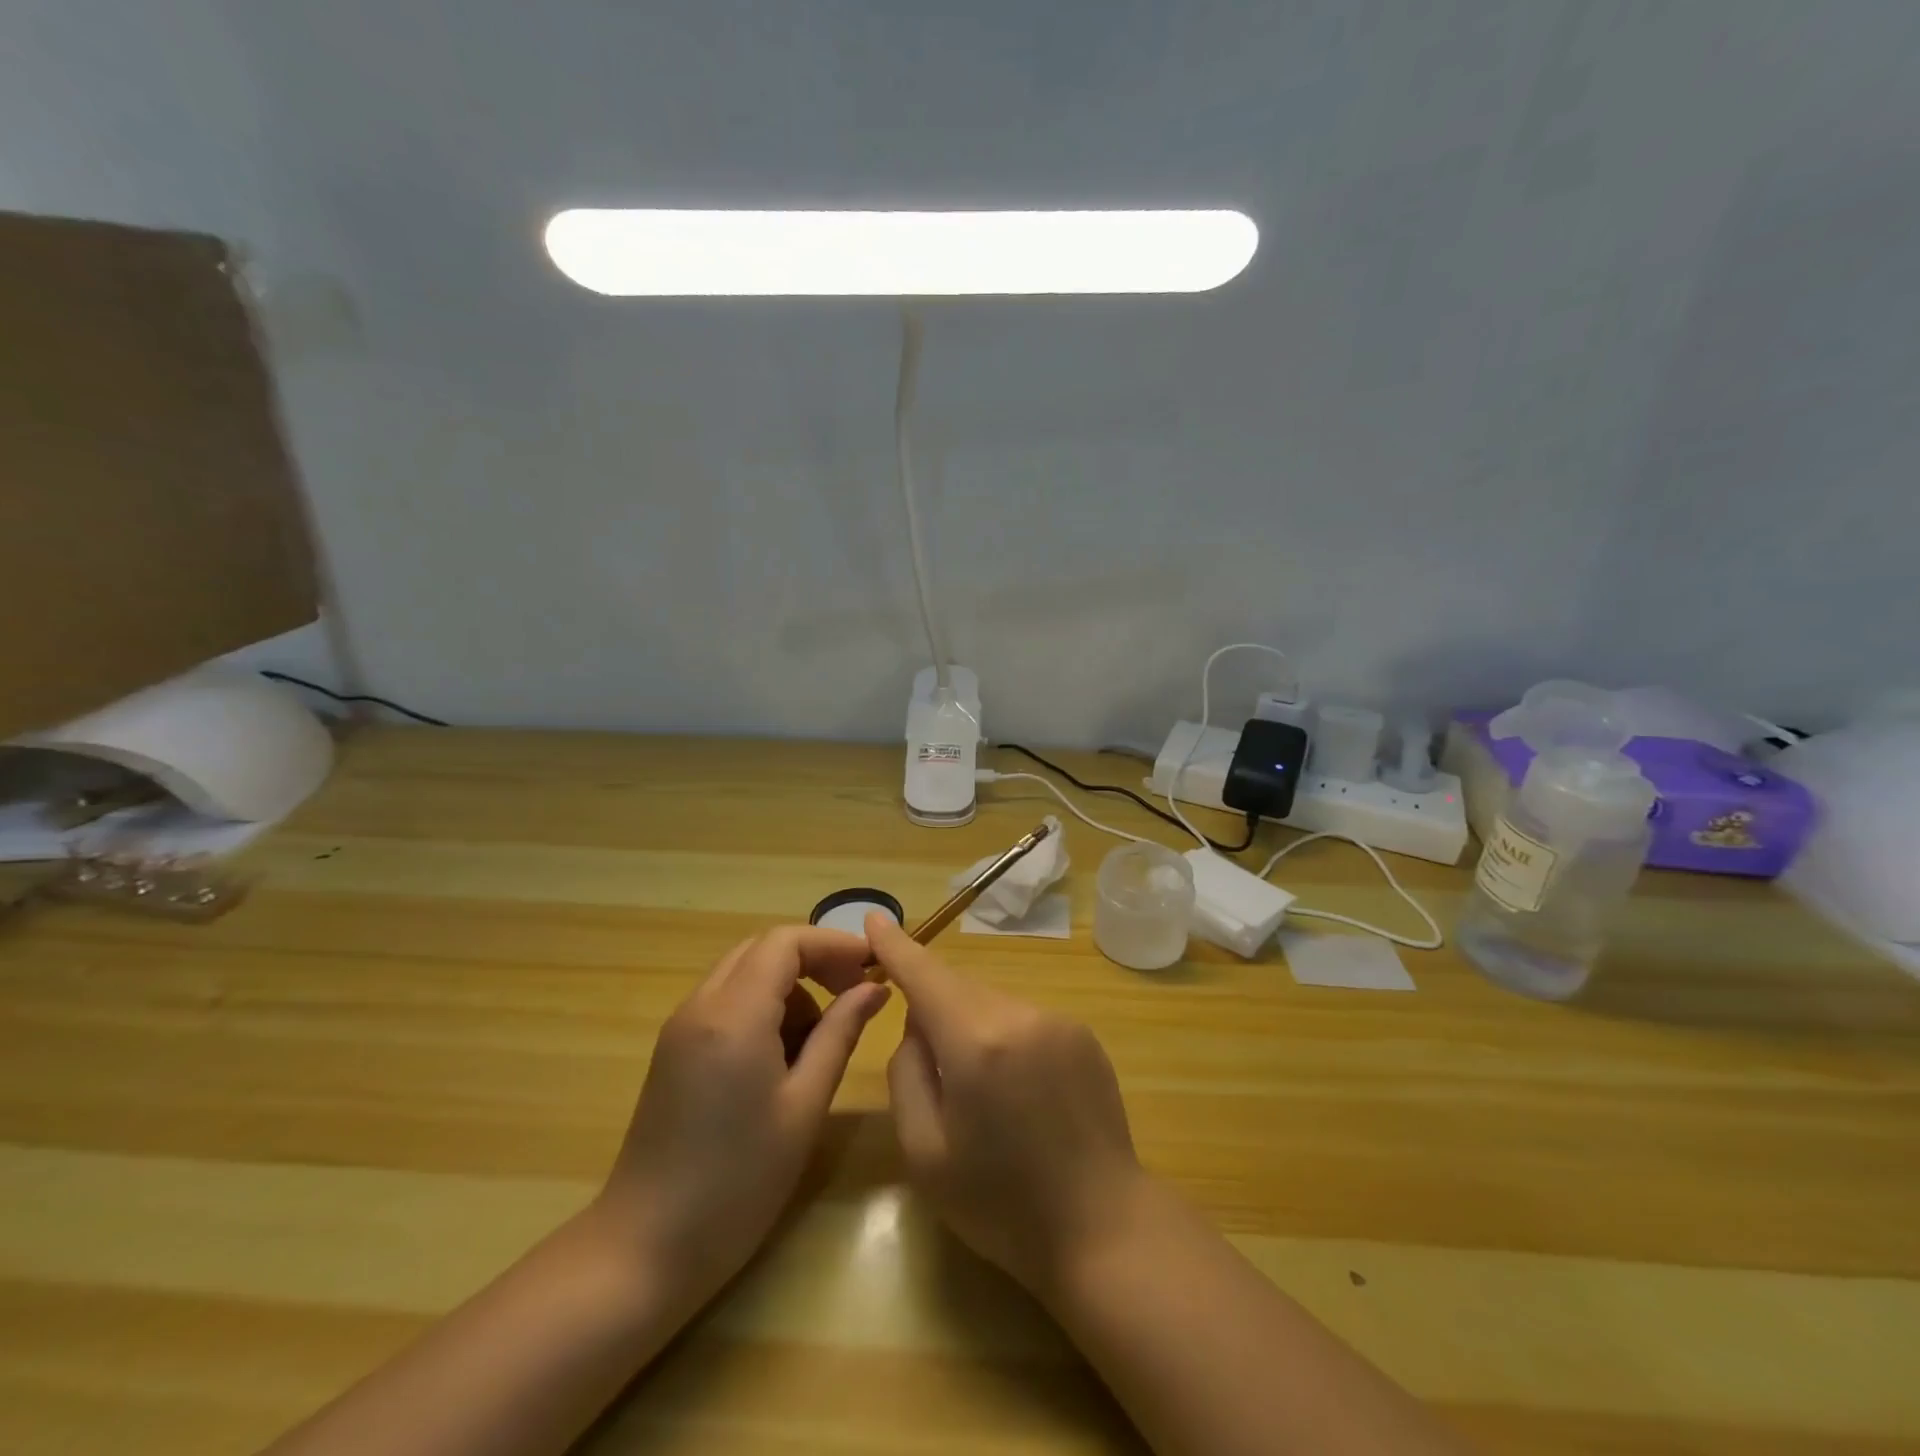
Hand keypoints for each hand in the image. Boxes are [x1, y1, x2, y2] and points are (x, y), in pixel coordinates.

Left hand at [596, 926, 889, 1299]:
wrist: (644, 1250)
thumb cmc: (738, 1182)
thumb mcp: (804, 1106)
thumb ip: (841, 1034)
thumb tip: (874, 988)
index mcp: (734, 1014)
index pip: (786, 942)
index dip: (833, 944)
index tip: (872, 968)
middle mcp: (701, 1005)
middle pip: (763, 949)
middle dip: (813, 960)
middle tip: (854, 994)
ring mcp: (681, 1027)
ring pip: (744, 973)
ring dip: (789, 987)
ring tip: (820, 1040)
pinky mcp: (674, 1050)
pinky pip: (726, 1002)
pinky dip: (763, 1008)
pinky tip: (782, 1059)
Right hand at [870, 912, 1147, 1296]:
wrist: (1103, 1230)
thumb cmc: (1001, 1205)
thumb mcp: (925, 1152)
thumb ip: (907, 1072)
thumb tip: (918, 1024)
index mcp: (976, 1042)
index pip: (925, 974)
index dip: (896, 945)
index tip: (874, 916)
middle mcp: (1020, 1015)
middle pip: (959, 988)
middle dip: (934, 1005)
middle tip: (928, 1064)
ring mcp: (1058, 1021)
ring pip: (992, 1003)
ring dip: (972, 1026)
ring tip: (980, 1093)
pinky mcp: (1083, 1035)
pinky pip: (1025, 1019)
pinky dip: (1005, 1037)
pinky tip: (1018, 1093)